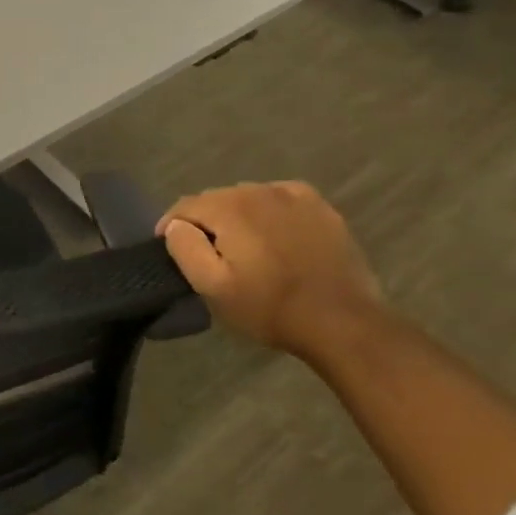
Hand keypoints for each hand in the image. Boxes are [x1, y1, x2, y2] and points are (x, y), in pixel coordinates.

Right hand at [157, 182, 386, 354]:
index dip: (171, 226)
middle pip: (215, 199)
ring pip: (247, 198)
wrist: (344, 324)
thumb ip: (184, 248)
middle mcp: (258, 190)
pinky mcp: (319, 208)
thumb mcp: (212, 287)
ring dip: (236, 217)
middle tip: (208, 254)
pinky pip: (279, 199)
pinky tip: (273, 235)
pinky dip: (268, 212)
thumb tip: (175, 225)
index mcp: (229, 207)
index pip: (184, 206)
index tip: (170, 250)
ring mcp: (293, 196)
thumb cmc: (271, 308)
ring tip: (241, 247)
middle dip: (205, 222)